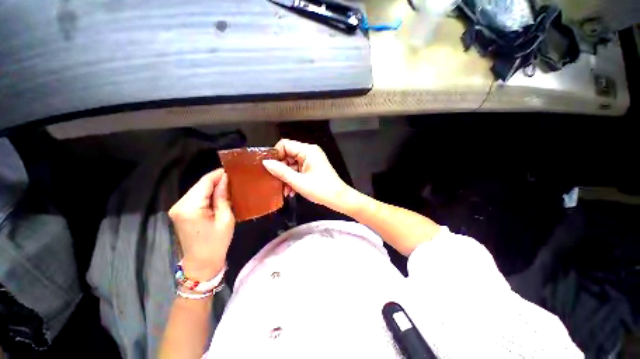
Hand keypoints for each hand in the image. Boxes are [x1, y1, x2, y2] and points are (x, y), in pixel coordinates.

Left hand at [168, 168, 234, 279]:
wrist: (201, 263)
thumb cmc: (216, 242)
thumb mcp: (225, 219)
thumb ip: (223, 197)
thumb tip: (225, 180)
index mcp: (190, 207)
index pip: (204, 182)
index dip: (218, 174)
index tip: (232, 170)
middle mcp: (179, 204)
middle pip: (199, 185)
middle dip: (216, 180)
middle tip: (233, 180)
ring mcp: (177, 208)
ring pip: (197, 190)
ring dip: (212, 187)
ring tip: (228, 187)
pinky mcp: (179, 212)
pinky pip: (195, 197)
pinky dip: (207, 194)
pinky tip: (218, 195)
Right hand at [262, 139, 358, 213]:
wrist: (339, 199)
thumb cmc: (320, 189)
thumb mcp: (298, 181)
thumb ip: (281, 171)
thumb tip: (265, 162)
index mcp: (308, 150)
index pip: (285, 144)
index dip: (275, 154)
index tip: (269, 168)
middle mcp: (310, 152)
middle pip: (288, 155)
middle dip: (281, 169)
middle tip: (275, 182)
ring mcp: (312, 160)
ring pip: (292, 164)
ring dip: (287, 177)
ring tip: (285, 191)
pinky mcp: (313, 168)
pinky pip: (299, 170)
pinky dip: (294, 179)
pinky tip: (291, 191)